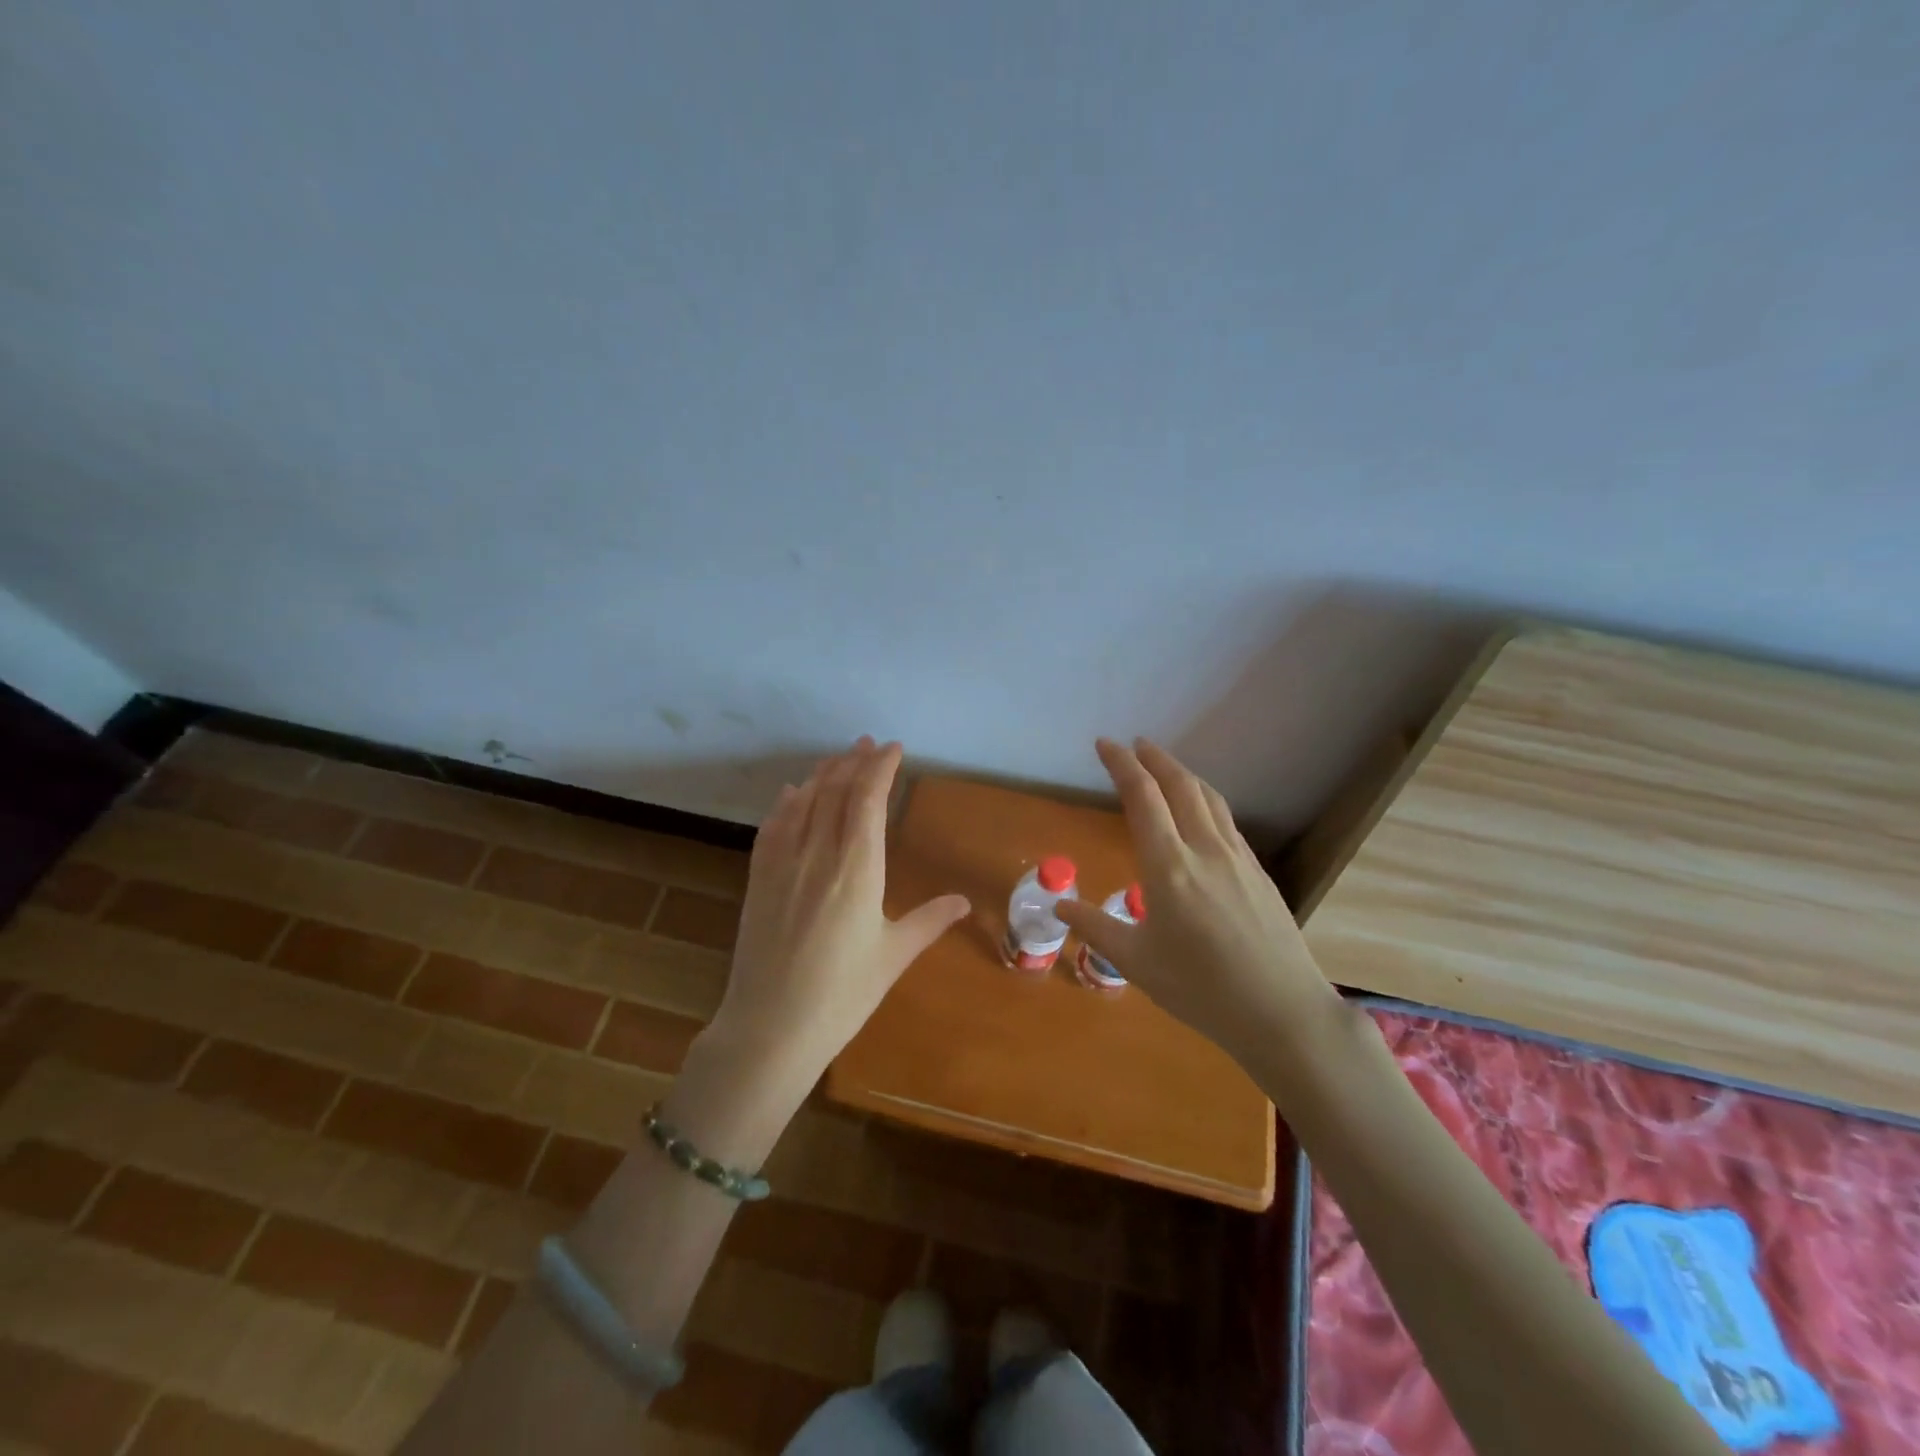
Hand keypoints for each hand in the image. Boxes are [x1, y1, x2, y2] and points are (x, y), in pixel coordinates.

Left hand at [710, 736, 970, 1073]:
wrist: (771, 1027)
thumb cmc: (843, 994)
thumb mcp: (894, 956)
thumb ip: (929, 921)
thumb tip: (963, 901)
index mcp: (857, 867)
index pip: (869, 798)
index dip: (881, 768)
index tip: (894, 749)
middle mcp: (819, 853)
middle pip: (836, 790)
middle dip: (854, 762)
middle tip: (868, 744)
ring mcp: (783, 863)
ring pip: (805, 802)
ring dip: (823, 774)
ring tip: (839, 758)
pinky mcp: (759, 879)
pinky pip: (773, 826)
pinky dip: (787, 802)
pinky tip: (794, 792)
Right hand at [1055, 738, 1342, 1067]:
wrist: (1282, 1012)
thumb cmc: (1201, 989)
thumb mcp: (1136, 962)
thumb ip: (1095, 927)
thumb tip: (1059, 903)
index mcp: (1169, 866)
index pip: (1142, 797)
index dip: (1121, 764)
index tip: (1105, 744)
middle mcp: (1205, 849)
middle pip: (1180, 785)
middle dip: (1154, 758)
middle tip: (1134, 744)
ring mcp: (1237, 858)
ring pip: (1209, 798)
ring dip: (1183, 774)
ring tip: (1164, 767)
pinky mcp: (1258, 872)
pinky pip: (1226, 821)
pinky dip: (1205, 800)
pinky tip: (1201, 814)